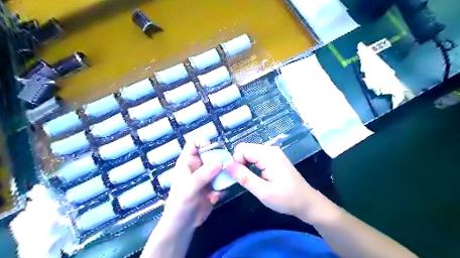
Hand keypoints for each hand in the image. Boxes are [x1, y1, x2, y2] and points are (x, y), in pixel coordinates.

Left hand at [162, 139, 224, 228]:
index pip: (194, 143)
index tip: (213, 148)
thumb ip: (202, 175)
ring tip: (223, 183)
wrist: (183, 225)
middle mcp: (199, 166)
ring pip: (220, 166)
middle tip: (226, 166)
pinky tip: (216, 198)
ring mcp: (207, 175)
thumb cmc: (179, 204)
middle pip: (212, 153)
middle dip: (220, 158)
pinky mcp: (214, 185)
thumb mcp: (188, 189)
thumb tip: (219, 162)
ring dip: (224, 174)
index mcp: (188, 161)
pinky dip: (223, 187)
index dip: (203, 141)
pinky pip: (223, 180)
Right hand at [226, 143, 320, 220]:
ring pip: (250, 153)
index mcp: (268, 155)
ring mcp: (273, 153)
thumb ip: (244, 177)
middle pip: (245, 149)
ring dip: (246, 165)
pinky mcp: (274, 157)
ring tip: (252, 180)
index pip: (242, 148)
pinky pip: (257, 156)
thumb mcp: (263, 192)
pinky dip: (252, 165)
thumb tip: (226, 165)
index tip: (240, 177)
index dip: (236, 161)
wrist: (306, 202)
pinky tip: (257, 176)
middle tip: (245, 180)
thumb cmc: (286, 199)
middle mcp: (270, 149)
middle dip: (240, 163)